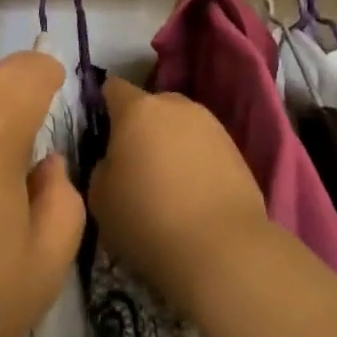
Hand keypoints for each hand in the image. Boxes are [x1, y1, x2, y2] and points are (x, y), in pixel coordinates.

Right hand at [89, 77, 271, 319]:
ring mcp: (212, 125)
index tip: (101, 133)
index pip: (113, 88)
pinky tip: (192, 193)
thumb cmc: (147, 218)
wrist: (221, 248)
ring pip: (180, 125)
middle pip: (151, 105)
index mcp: (138, 109)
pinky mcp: (236, 150)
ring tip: (166, 182)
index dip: (103, 105)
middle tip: (133, 162)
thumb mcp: (99, 197)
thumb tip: (115, 160)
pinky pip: (204, 147)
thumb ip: (102, 166)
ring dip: (170, 143)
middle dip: (140, 126)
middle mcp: (177, 106)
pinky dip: (195, 161)